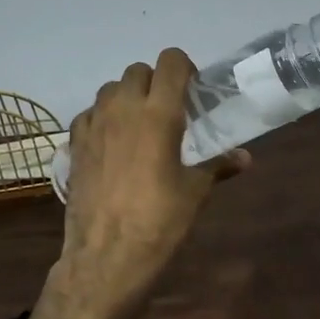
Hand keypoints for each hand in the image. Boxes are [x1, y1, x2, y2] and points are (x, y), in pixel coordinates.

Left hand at [58, 48, 248, 314]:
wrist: (106, 256)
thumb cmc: (159, 222)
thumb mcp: (195, 192)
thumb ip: (218, 165)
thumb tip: (245, 158)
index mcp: (159, 114)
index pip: (170, 62)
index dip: (184, 67)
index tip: (192, 89)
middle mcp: (124, 109)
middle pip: (138, 70)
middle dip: (155, 82)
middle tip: (169, 109)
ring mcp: (94, 125)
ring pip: (110, 88)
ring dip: (127, 96)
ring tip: (140, 124)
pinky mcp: (74, 145)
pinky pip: (88, 114)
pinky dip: (103, 118)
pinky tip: (112, 142)